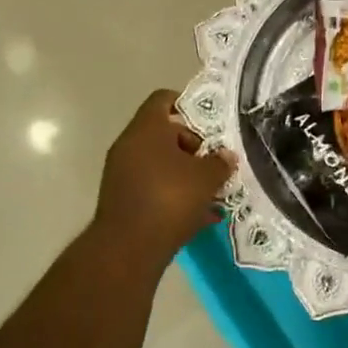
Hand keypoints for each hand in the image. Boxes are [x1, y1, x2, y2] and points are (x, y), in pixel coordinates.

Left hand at [92, 90, 234, 264]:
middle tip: (215, 162)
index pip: (164, 99)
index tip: (210, 123)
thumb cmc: (169, 199)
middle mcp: (129, 145)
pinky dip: (173, 195)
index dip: (189, 105)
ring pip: (159, 163)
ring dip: (184, 174)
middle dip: (193, 146)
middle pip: (164, 133)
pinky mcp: (122, 200)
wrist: (128, 248)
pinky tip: (199, 216)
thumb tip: (226, 156)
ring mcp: (122, 173)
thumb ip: (220, 162)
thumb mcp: (206, 178)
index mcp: (147, 128)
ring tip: (212, 191)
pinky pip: (153, 187)